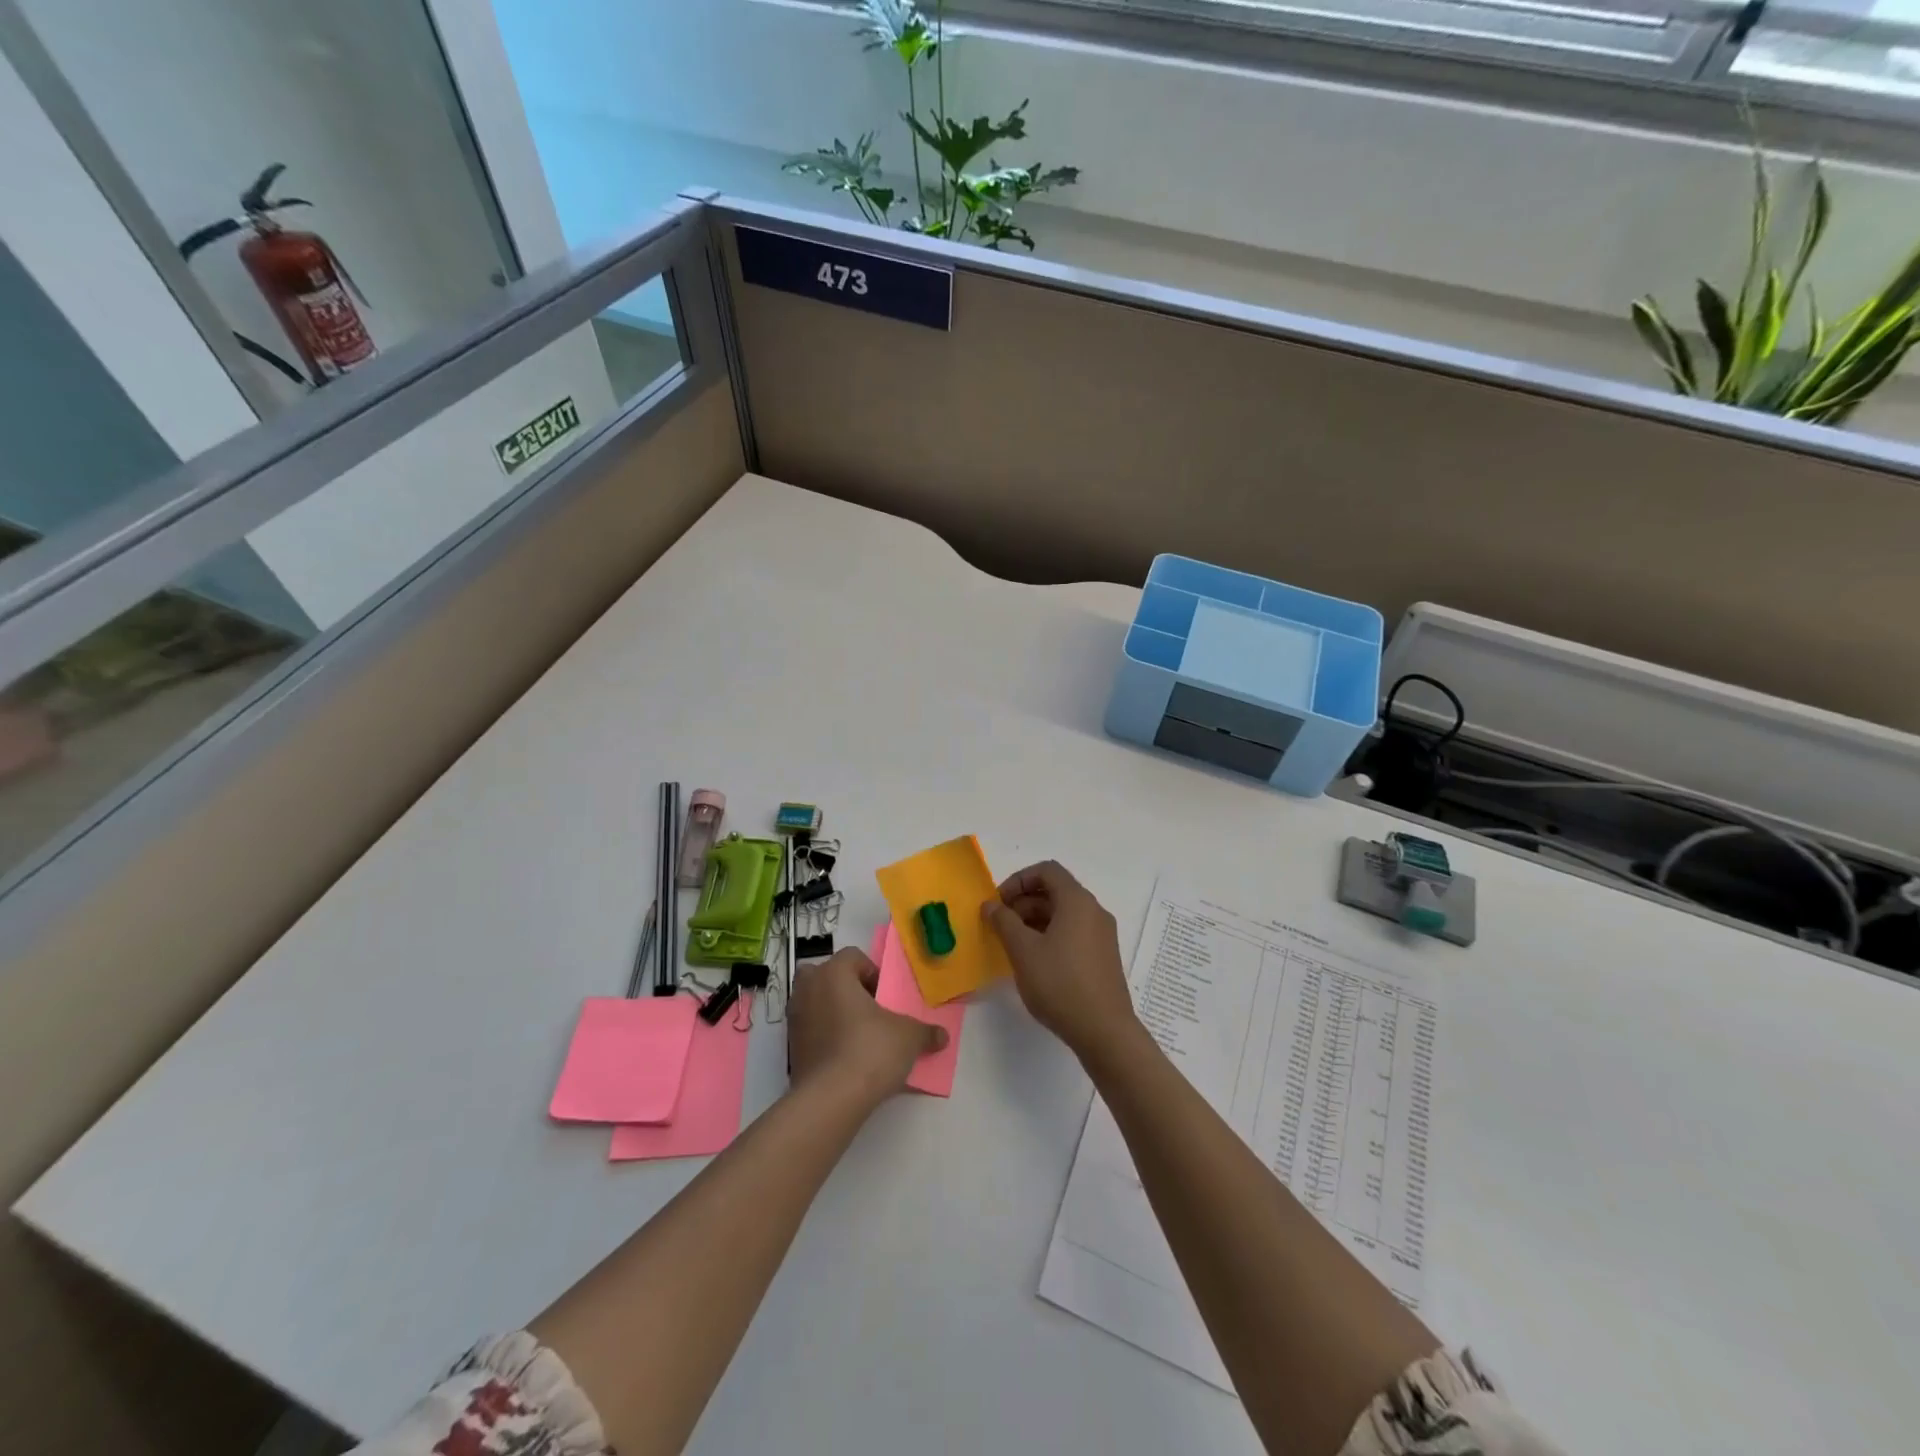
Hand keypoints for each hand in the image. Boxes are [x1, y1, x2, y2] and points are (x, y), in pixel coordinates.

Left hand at [788, 948, 947, 1106]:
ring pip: (813, 1002)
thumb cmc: (870, 1051)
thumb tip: (942, 1036)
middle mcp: (808, 989)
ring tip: (856, 1035)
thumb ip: (925, 1032)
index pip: (852, 956)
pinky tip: (844, 1057)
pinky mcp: (790, 1048)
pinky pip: (809, 1029)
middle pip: (825, 975)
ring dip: (831, 1011)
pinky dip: (823, 1036)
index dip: (871, 972)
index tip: (885, 997)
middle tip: (867, 1010)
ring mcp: (795, 1019)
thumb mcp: (909, 1037)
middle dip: (844, 987)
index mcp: (834, 974)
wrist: (831, 1100)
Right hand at [983, 861, 1141, 1061]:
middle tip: (1000, 926)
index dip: (1018, 880)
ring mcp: (1102, 934)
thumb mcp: (1023, 951)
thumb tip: (991, 905)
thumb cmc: (1060, 983)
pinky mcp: (1103, 956)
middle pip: (1055, 891)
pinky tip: (1035, 961)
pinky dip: (1051, 935)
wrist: (1104, 1031)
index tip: (998, 903)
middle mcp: (1093, 911)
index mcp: (1077, 901)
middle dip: (1023, 902)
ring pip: (1063, 913)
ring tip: (1013, 945)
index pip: (1046, 871)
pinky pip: (1073, 932)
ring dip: (1034, 920)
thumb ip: (1004, 922)